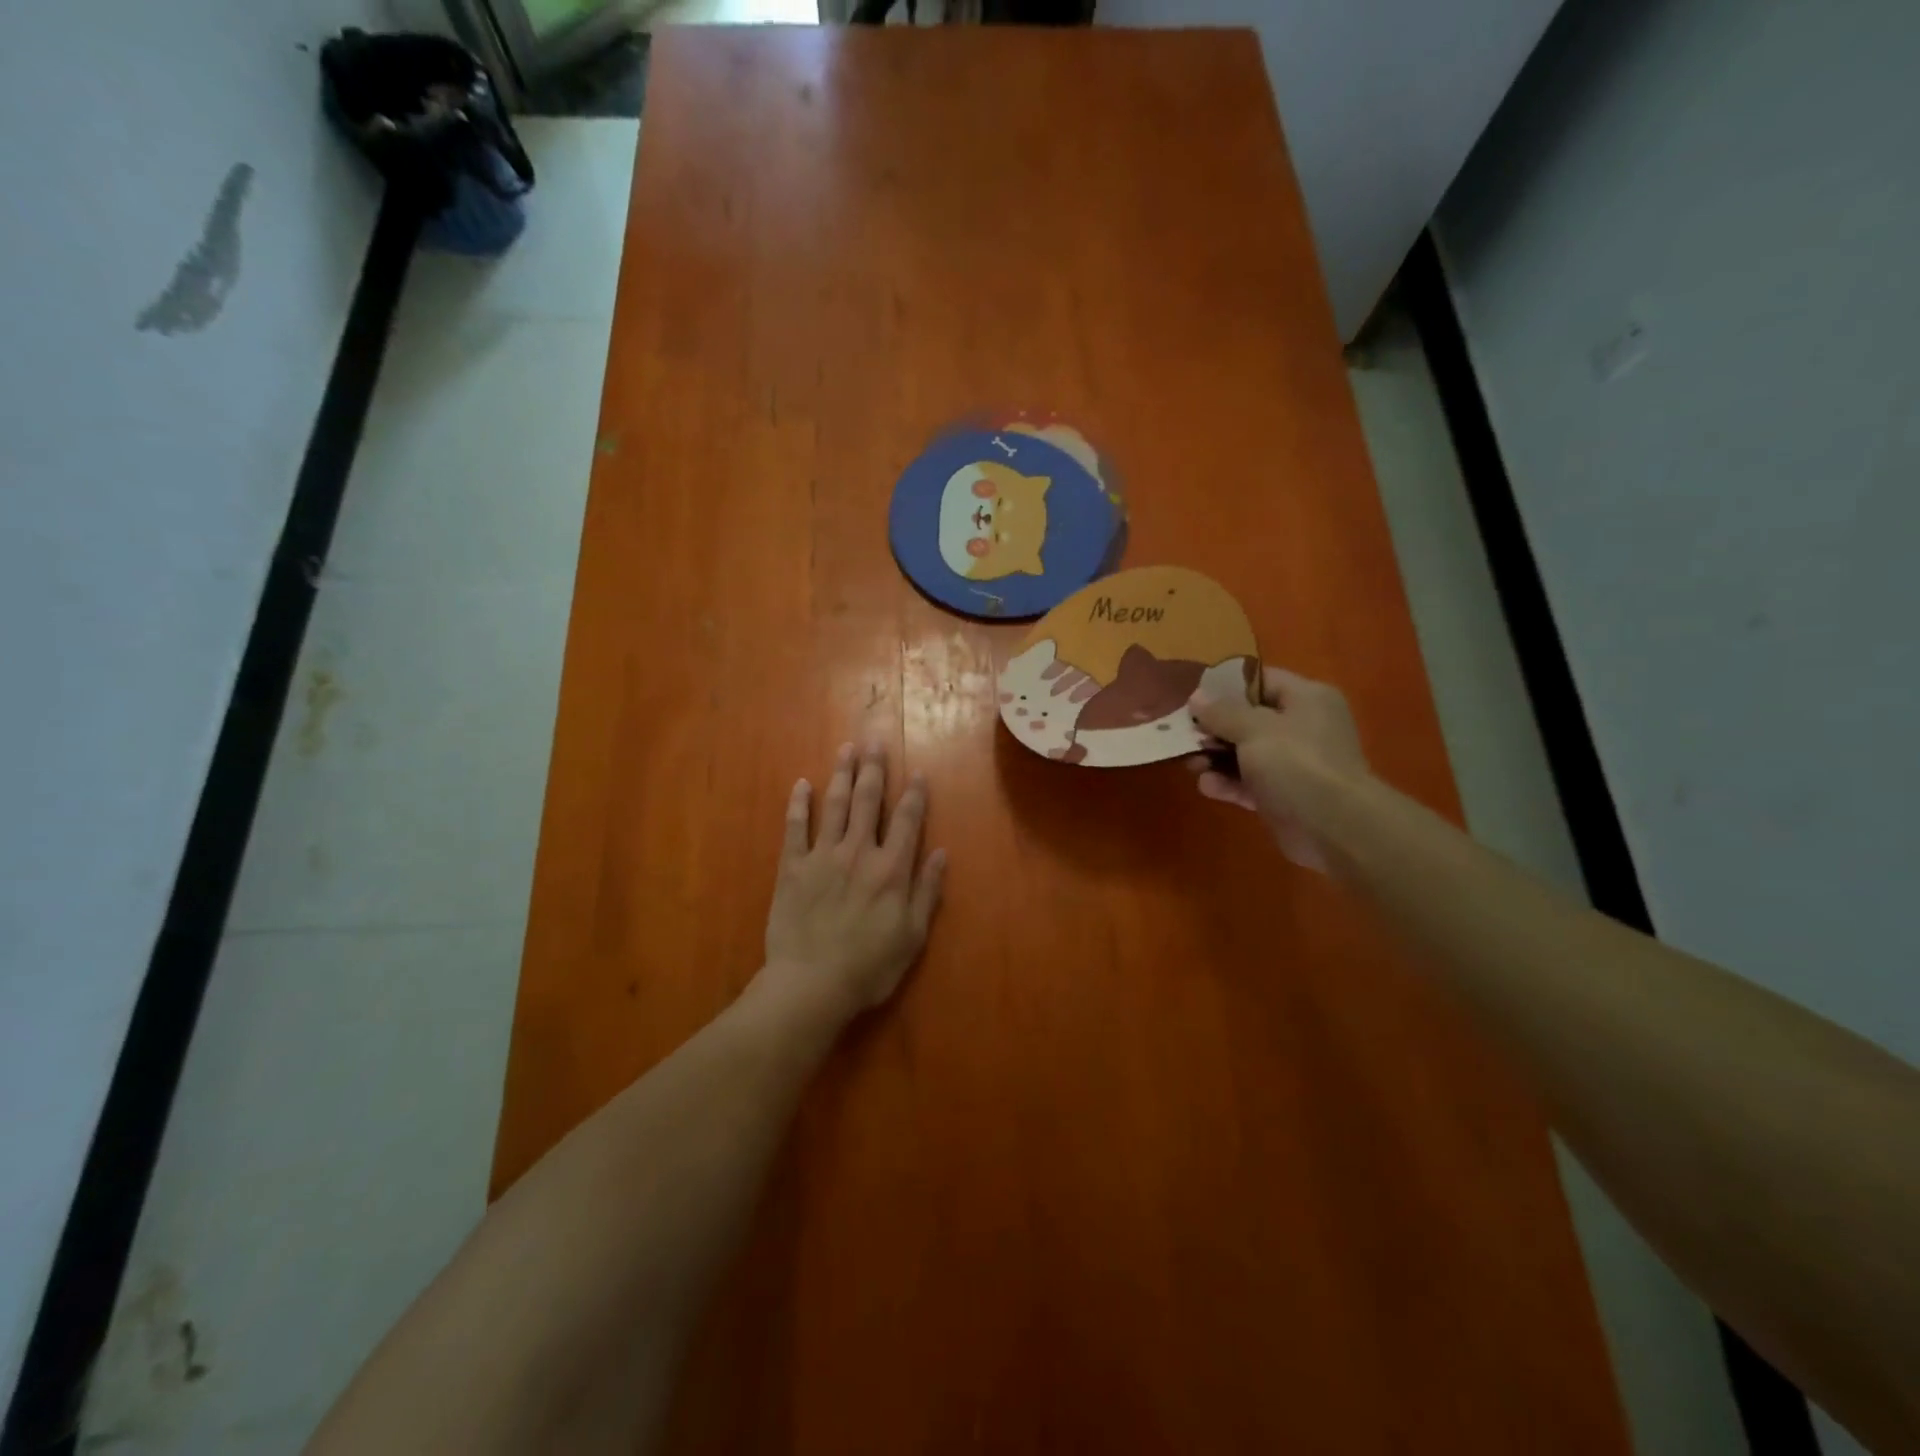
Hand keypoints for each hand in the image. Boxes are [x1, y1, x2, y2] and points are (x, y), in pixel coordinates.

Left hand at [761, 742, 946, 1022]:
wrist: (810, 984)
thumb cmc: (869, 966)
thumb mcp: (912, 935)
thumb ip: (927, 891)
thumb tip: (941, 853)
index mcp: (891, 869)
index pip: (906, 820)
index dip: (913, 794)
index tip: (916, 771)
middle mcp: (858, 851)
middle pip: (868, 800)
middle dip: (874, 768)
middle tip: (875, 739)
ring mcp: (822, 856)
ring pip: (834, 805)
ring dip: (842, 774)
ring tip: (846, 748)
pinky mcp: (792, 867)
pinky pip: (795, 828)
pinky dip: (798, 805)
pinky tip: (801, 784)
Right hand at [1186, 667, 1370, 872]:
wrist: (1334, 827)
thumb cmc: (1296, 763)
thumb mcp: (1254, 728)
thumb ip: (1222, 712)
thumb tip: (1196, 697)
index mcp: (1306, 699)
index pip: (1261, 681)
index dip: (1226, 688)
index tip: (1194, 698)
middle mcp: (1302, 727)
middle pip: (1248, 719)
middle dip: (1214, 729)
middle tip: (1185, 735)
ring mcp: (1293, 764)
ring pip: (1244, 753)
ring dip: (1215, 758)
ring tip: (1191, 764)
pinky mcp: (1282, 796)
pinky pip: (1248, 783)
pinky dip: (1227, 783)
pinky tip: (1207, 786)